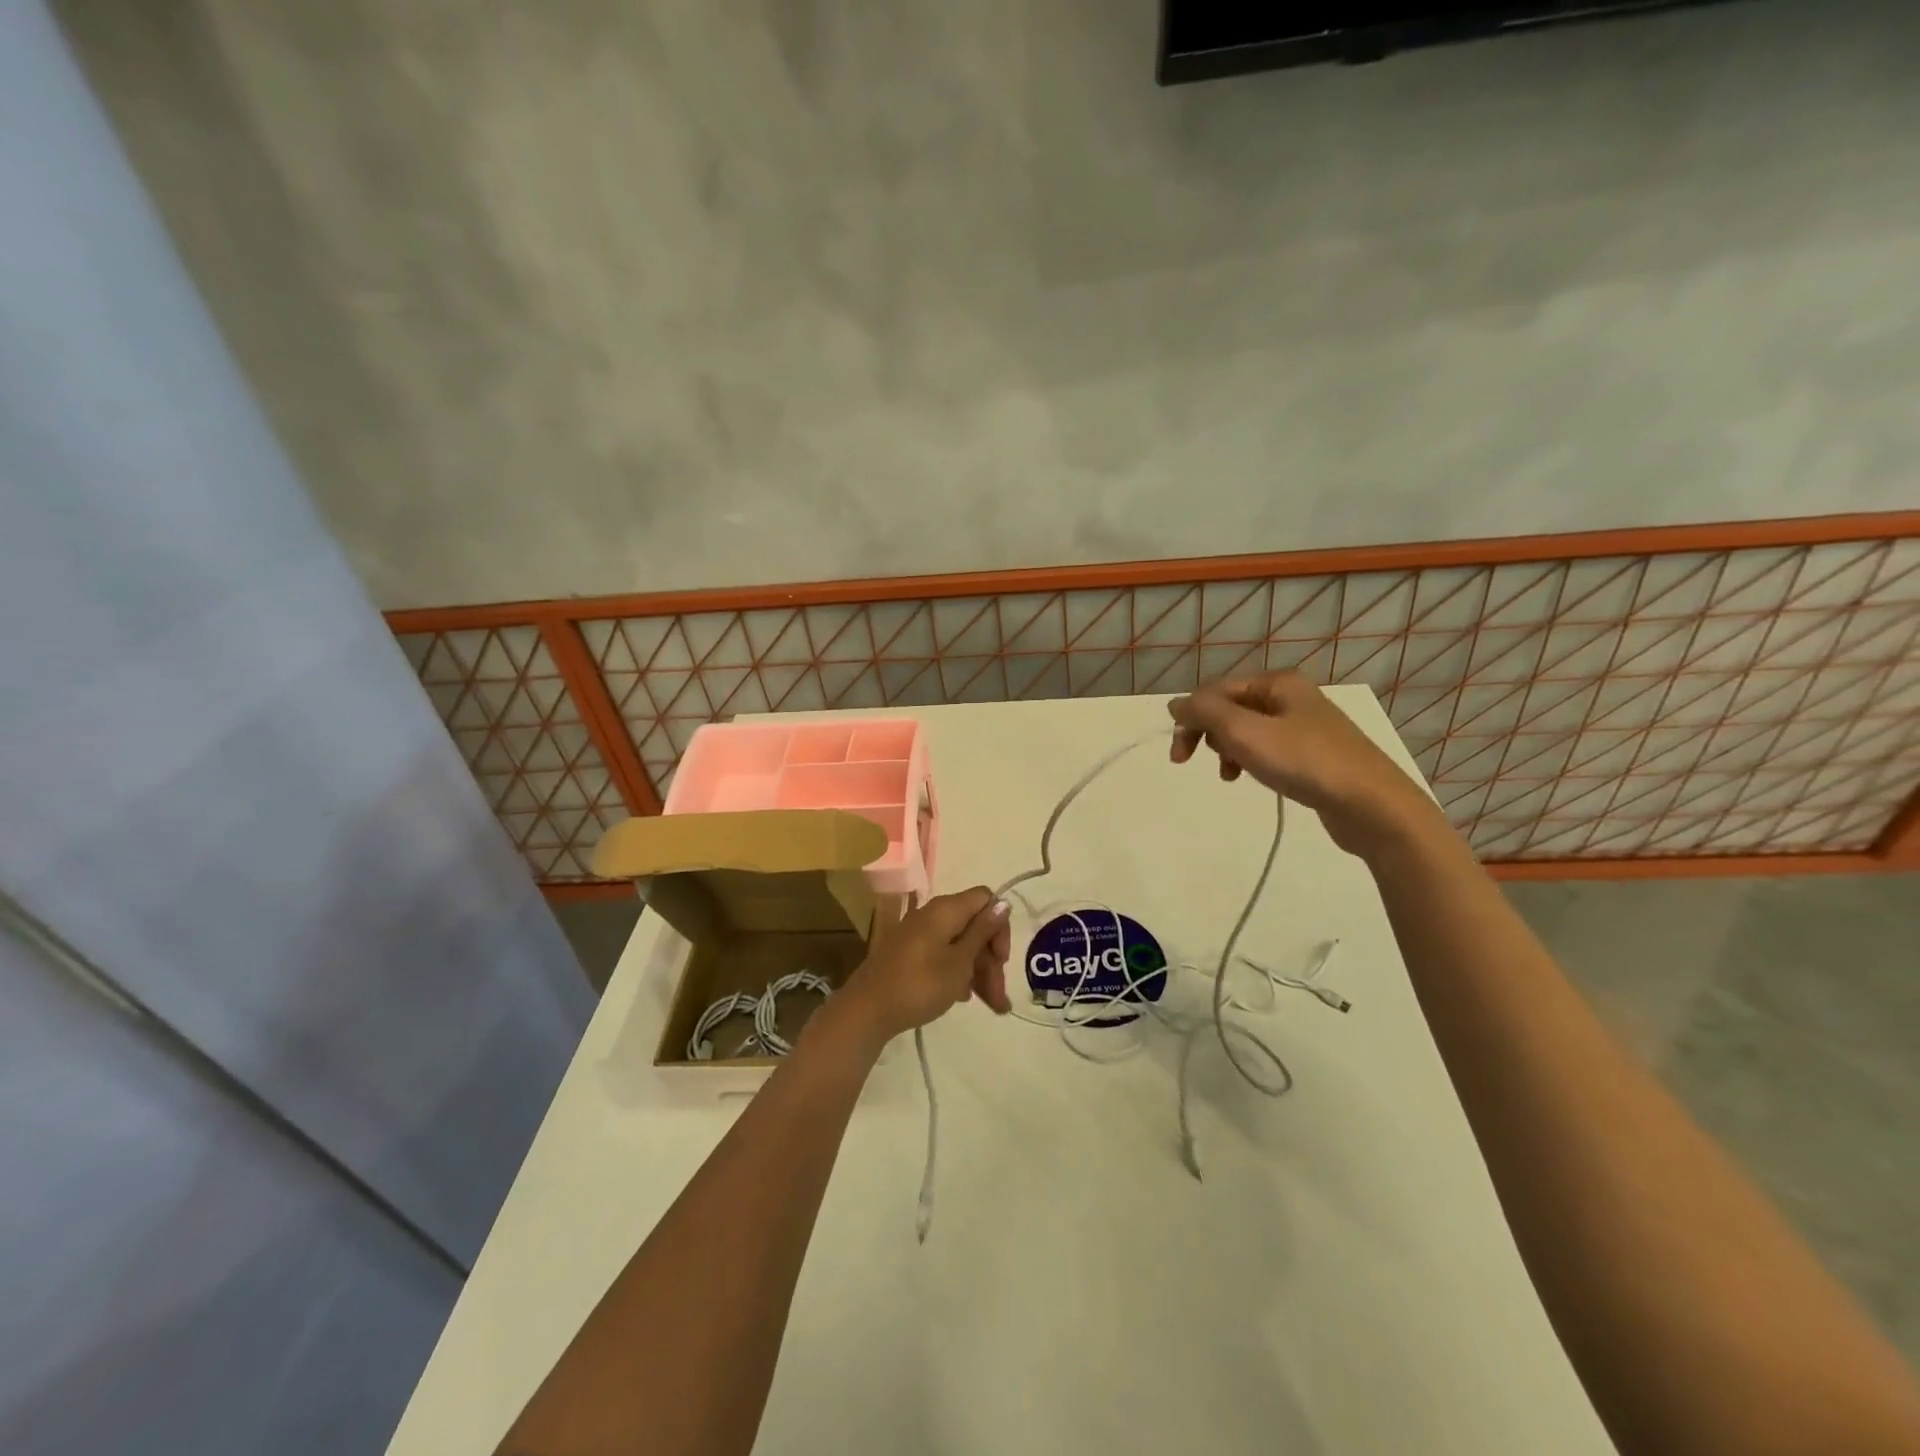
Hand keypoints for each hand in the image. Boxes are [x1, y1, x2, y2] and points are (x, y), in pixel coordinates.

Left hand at [836, 888, 1011, 1044]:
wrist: (868, 1010)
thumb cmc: (920, 984)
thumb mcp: (959, 962)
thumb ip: (983, 932)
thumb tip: (1003, 903)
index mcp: (946, 909)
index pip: (985, 900)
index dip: (999, 926)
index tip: (1001, 959)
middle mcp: (934, 915)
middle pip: (975, 927)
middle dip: (992, 960)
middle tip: (1000, 997)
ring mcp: (921, 935)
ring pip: (961, 945)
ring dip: (980, 972)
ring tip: (993, 1008)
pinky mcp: (912, 954)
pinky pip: (944, 956)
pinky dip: (959, 974)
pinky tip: (966, 998)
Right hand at [1168, 671, 1443, 859]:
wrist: (1372, 805)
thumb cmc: (1304, 762)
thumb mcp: (1244, 732)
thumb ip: (1205, 712)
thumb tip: (1175, 703)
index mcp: (1278, 682)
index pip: (1216, 690)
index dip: (1191, 717)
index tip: (1178, 754)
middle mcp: (1292, 696)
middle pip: (1230, 707)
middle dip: (1207, 733)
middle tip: (1188, 761)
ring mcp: (1305, 725)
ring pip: (1246, 730)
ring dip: (1226, 749)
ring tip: (1227, 773)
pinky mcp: (1313, 754)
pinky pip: (1266, 748)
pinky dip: (1249, 760)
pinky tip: (1248, 777)